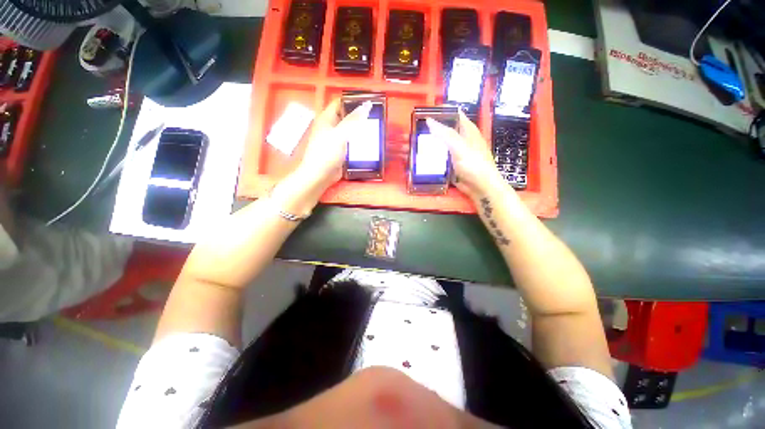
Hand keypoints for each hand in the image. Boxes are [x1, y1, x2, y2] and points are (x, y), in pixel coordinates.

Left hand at [293, 98, 372, 192]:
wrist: (320, 175)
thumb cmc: (327, 153)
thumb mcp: (340, 134)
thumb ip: (353, 120)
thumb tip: (367, 105)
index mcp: (327, 118)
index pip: (340, 102)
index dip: (353, 100)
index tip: (369, 101)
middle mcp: (330, 126)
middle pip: (346, 116)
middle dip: (359, 116)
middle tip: (376, 116)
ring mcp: (335, 139)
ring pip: (350, 130)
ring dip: (360, 129)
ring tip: (375, 128)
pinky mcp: (340, 150)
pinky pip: (351, 142)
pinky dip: (358, 141)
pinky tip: (369, 142)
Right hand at [425, 111, 506, 200]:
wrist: (480, 187)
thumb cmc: (474, 164)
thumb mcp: (460, 146)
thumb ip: (446, 134)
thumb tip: (429, 121)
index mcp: (468, 131)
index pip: (455, 115)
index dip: (443, 112)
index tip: (426, 111)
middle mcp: (462, 140)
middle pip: (446, 131)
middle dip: (432, 129)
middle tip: (416, 129)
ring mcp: (457, 154)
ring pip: (441, 145)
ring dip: (430, 144)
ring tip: (415, 142)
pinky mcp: (452, 166)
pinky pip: (440, 159)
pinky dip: (432, 158)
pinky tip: (422, 157)